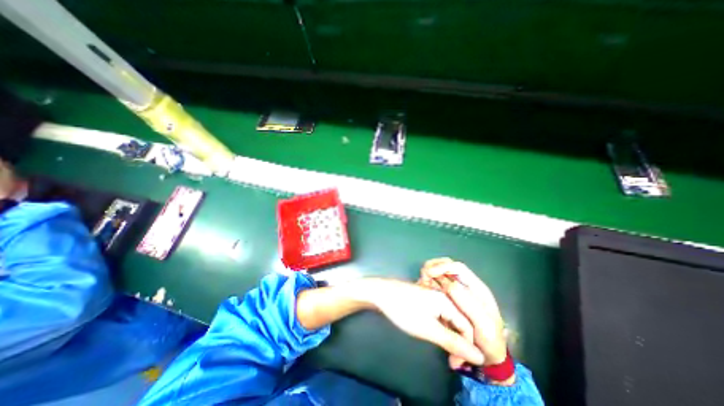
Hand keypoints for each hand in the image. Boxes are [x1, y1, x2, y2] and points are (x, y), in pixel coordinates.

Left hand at [358, 277, 482, 365]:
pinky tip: (435, 336)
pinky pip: (439, 314)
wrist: (381, 293)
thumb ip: (452, 342)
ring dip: (449, 336)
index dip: (468, 347)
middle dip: (459, 342)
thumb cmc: (404, 310)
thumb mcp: (428, 329)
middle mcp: (442, 297)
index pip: (468, 327)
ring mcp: (432, 296)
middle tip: (451, 361)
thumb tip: (479, 357)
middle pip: (459, 322)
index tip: (458, 365)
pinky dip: (440, 327)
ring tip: (445, 352)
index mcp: (446, 301)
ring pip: (449, 318)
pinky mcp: (424, 299)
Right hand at [422, 261, 504, 370]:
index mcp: (476, 288)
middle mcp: (466, 285)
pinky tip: (422, 287)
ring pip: (441, 273)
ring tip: (421, 281)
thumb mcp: (483, 325)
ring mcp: (456, 290)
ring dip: (430, 274)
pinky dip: (428, 282)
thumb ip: (468, 304)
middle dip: (434, 268)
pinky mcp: (448, 297)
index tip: (429, 272)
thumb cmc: (489, 340)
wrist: (487, 353)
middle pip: (447, 267)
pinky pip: (436, 283)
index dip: (443, 266)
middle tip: (422, 276)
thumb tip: (450, 285)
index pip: (458, 268)